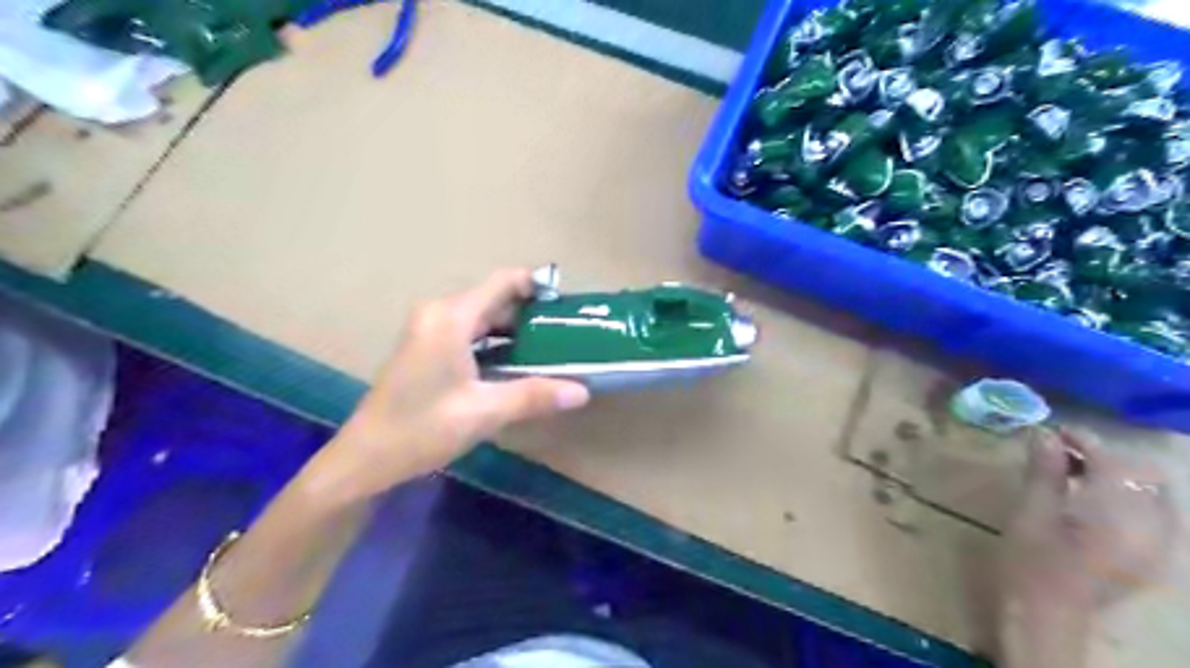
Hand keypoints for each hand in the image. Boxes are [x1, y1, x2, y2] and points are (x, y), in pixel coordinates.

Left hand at [306, 269, 584, 504]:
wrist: (364, 458)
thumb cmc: (422, 429)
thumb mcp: (484, 412)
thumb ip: (534, 396)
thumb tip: (582, 391)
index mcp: (451, 318)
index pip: (502, 283)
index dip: (536, 285)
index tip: (567, 303)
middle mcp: (438, 313)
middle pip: (493, 299)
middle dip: (530, 313)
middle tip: (565, 333)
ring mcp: (428, 329)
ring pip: (481, 317)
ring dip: (513, 330)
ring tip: (549, 349)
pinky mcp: (425, 347)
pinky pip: (468, 332)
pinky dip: (494, 342)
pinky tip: (515, 364)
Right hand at [997, 429, 1173, 610]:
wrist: (1047, 613)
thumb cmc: (1031, 560)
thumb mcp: (1031, 510)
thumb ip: (1044, 471)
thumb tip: (1044, 434)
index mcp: (1118, 514)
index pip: (1114, 462)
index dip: (1084, 440)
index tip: (1052, 431)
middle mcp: (1152, 527)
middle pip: (1144, 475)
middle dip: (1106, 456)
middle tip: (1063, 451)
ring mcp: (1159, 545)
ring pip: (1153, 493)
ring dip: (1117, 475)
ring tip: (1075, 472)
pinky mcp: (1153, 556)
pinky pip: (1154, 513)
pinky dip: (1127, 496)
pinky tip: (1093, 499)